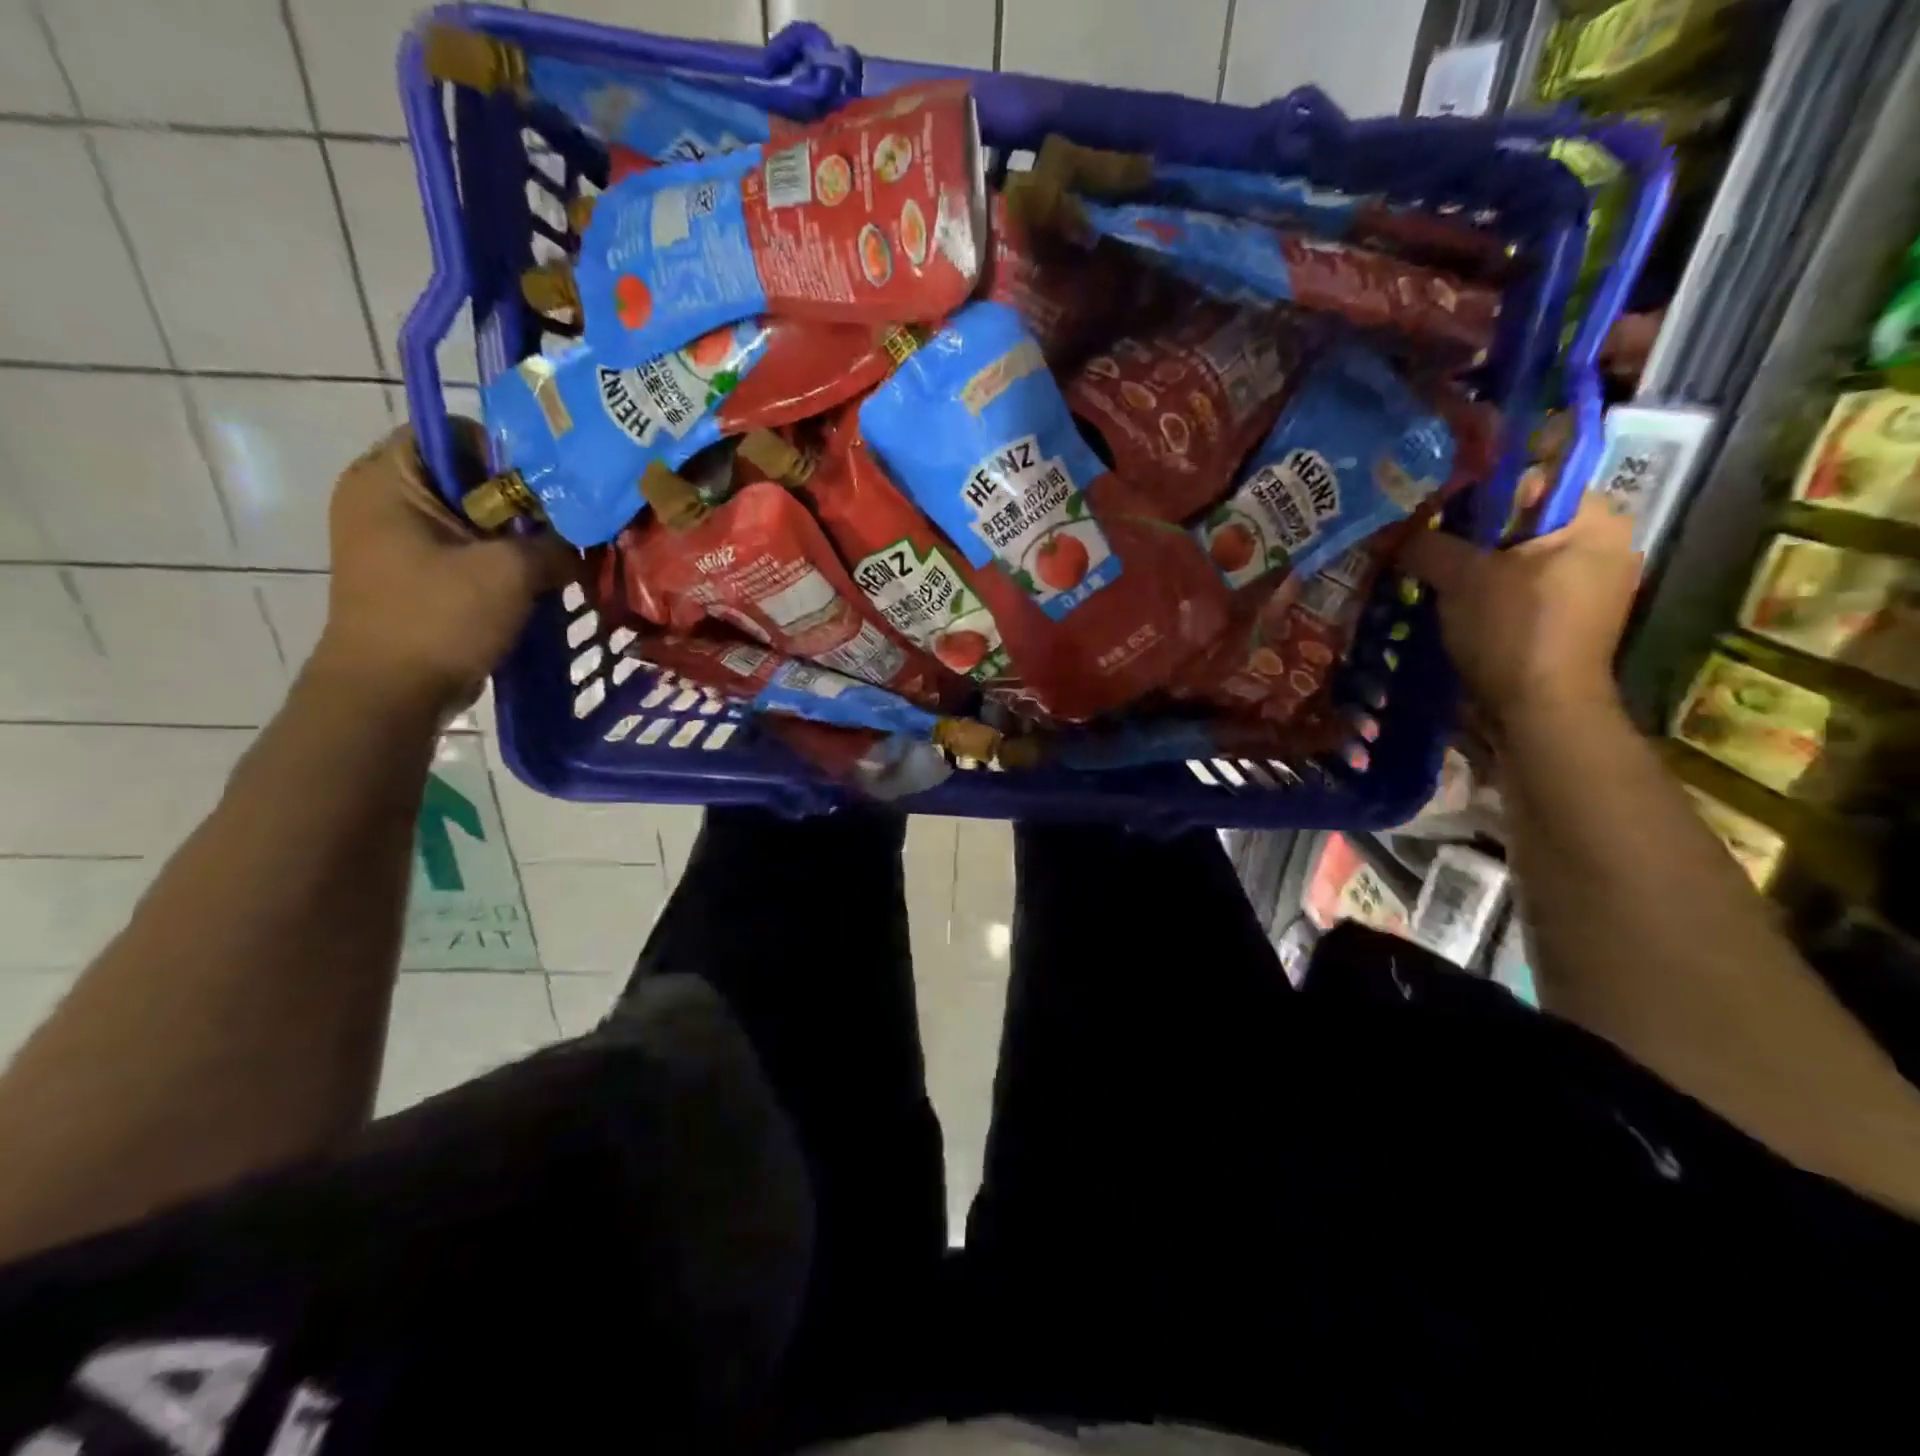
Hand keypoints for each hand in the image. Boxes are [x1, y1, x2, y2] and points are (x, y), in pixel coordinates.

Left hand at [313, 421, 576, 716]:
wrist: (390, 694)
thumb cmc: (439, 617)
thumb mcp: (510, 572)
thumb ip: (554, 545)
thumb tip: (582, 544)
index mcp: (389, 478)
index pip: (454, 432)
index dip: (507, 452)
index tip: (551, 488)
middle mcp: (384, 499)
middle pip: (468, 478)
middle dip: (521, 502)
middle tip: (567, 525)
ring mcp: (397, 541)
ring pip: (472, 520)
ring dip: (517, 538)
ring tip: (560, 556)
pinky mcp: (414, 576)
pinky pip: (467, 553)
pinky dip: (502, 563)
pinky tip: (539, 581)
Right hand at [1397, 493, 1642, 731]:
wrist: (1541, 711)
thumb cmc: (1513, 630)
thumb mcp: (1462, 578)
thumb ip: (1427, 545)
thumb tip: (1389, 531)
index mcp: (1594, 522)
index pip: (1530, 482)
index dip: (1475, 493)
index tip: (1430, 512)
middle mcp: (1601, 547)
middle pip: (1520, 524)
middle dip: (1468, 536)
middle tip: (1420, 545)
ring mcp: (1587, 589)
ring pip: (1514, 561)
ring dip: (1471, 568)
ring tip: (1425, 575)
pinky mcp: (1565, 622)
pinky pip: (1517, 592)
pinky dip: (1484, 595)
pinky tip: (1449, 605)